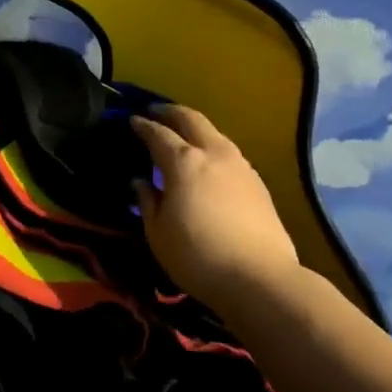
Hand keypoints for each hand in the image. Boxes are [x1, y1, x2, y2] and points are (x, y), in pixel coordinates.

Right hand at [131, 105, 298, 307]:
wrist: (260, 279)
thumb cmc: (197, 256)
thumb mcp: (157, 232)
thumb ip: (147, 200)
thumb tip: (140, 181)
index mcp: (184, 162)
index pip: (158, 133)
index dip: (142, 126)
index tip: (131, 121)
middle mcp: (214, 153)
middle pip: (191, 119)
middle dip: (170, 112)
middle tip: (155, 112)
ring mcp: (240, 166)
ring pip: (215, 133)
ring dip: (195, 128)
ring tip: (181, 136)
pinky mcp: (258, 183)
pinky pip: (229, 153)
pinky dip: (212, 148)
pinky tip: (208, 163)